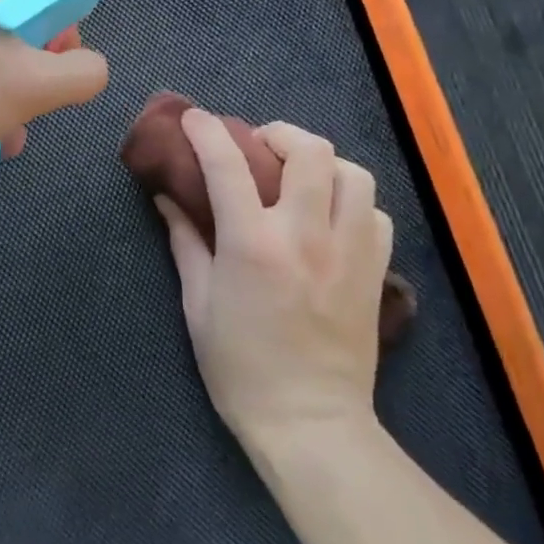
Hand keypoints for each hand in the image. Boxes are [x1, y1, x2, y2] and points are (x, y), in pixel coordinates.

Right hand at [157, 112, 393, 449]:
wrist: (310, 424)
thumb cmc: (241, 368)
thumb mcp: (198, 305)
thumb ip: (185, 243)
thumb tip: (167, 199)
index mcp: (253, 245)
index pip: (227, 164)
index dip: (207, 131)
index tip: (195, 118)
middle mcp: (305, 236)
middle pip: (310, 150)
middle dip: (280, 134)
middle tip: (260, 147)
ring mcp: (349, 252)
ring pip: (354, 174)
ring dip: (323, 164)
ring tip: (302, 178)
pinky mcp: (376, 272)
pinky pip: (376, 214)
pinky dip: (353, 203)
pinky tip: (333, 217)